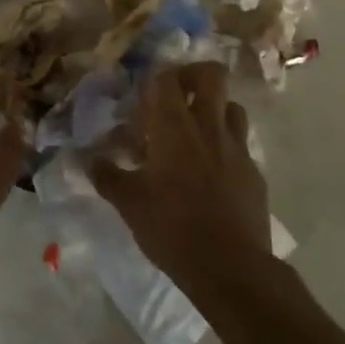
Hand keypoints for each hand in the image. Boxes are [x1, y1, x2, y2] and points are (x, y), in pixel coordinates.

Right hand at [91, 62, 270, 288]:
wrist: (231, 269)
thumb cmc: (172, 227)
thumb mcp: (129, 203)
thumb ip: (107, 175)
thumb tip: (89, 159)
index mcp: (174, 126)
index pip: (166, 78)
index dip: (154, 80)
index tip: (142, 101)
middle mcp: (208, 126)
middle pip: (212, 75)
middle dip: (193, 76)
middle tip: (176, 97)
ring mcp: (237, 148)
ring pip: (232, 107)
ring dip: (214, 110)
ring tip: (196, 132)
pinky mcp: (255, 173)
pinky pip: (241, 145)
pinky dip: (226, 147)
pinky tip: (212, 173)